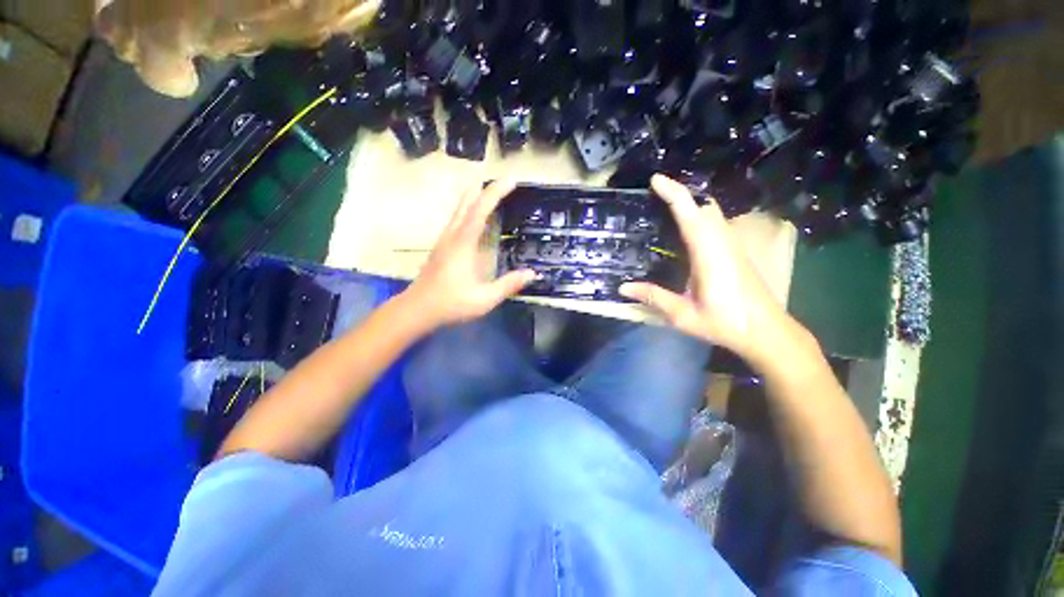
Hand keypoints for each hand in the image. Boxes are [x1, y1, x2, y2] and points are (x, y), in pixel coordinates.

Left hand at [402, 181, 535, 327]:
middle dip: (484, 189)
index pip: (480, 210)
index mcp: (463, 243)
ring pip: (459, 210)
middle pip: (466, 203)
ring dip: (474, 198)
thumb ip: (509, 285)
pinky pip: (456, 220)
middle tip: (502, 182)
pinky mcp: (441, 247)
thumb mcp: (484, 298)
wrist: (417, 309)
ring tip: (490, 193)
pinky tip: (474, 219)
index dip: (496, 192)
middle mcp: (452, 236)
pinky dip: (468, 211)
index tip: (511, 180)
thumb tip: (532, 273)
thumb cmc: (451, 303)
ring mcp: (444, 240)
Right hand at [620, 175, 791, 361]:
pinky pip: (714, 223)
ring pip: (711, 213)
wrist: (767, 331)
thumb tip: (622, 287)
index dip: (673, 193)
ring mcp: (731, 246)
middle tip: (654, 194)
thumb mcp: (684, 315)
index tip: (655, 180)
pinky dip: (697, 216)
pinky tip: (683, 230)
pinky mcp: (734, 252)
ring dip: (690, 204)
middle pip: (704, 206)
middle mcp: (722, 243)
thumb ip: (654, 298)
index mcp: (709, 254)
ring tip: (664, 206)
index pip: (690, 214)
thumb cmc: (726, 323)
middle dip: (680, 194)